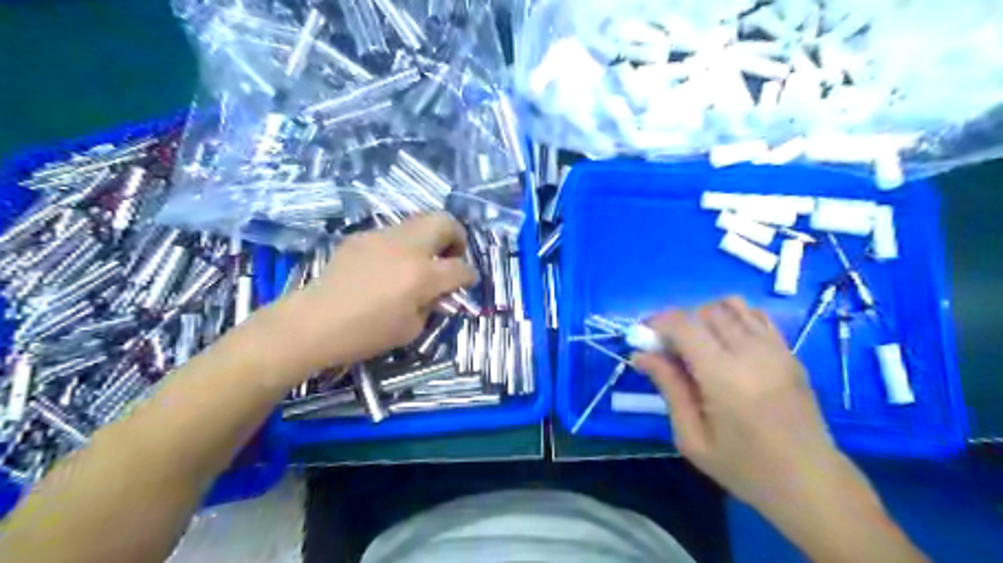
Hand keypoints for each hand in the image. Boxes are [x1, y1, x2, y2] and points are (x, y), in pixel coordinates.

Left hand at [258, 213, 476, 378]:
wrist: (313, 322)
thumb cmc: (365, 334)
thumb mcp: (411, 329)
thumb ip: (432, 305)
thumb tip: (438, 292)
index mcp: (422, 275)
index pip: (460, 267)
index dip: (470, 275)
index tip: (468, 280)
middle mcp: (406, 247)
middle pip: (444, 222)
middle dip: (456, 236)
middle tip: (451, 255)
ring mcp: (382, 237)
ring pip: (418, 221)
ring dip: (428, 238)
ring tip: (420, 260)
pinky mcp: (361, 237)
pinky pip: (392, 233)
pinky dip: (402, 245)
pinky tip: (388, 266)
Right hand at [638, 298, 874, 513]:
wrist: (811, 483)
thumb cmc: (744, 468)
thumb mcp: (692, 438)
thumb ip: (669, 388)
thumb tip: (641, 355)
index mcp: (724, 376)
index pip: (683, 324)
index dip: (658, 323)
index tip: (644, 338)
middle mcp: (751, 352)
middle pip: (704, 311)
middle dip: (678, 322)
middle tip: (668, 348)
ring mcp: (775, 348)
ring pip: (731, 305)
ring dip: (705, 316)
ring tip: (697, 343)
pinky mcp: (789, 351)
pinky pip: (755, 315)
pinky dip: (733, 317)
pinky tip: (726, 343)